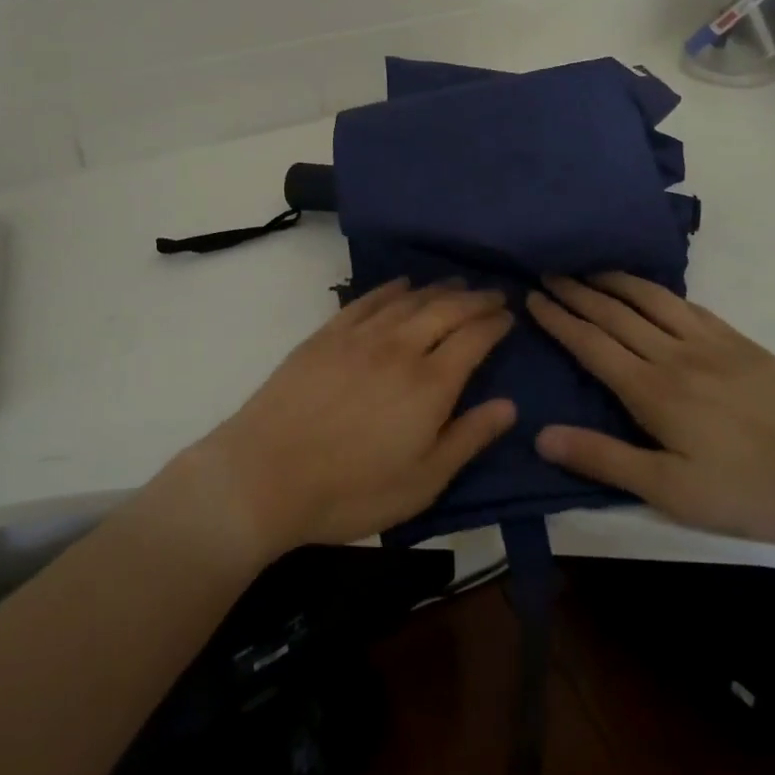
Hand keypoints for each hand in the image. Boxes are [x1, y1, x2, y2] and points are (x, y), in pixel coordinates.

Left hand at [191, 279, 516, 556]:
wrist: (264, 475)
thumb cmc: (350, 490)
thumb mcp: (422, 482)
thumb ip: (468, 439)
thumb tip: (510, 406)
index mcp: (430, 384)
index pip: (474, 338)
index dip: (495, 323)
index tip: (509, 315)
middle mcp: (400, 348)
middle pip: (446, 310)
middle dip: (475, 299)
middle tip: (493, 293)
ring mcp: (360, 336)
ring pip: (409, 299)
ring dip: (438, 289)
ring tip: (457, 284)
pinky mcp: (327, 335)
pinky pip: (368, 300)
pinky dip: (390, 289)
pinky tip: (401, 285)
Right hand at [527, 274, 774, 552]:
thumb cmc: (748, 489)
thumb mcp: (670, 490)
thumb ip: (604, 459)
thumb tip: (541, 434)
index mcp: (651, 389)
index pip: (592, 344)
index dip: (559, 319)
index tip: (533, 296)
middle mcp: (674, 354)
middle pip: (615, 314)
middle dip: (578, 292)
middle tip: (550, 271)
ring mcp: (710, 343)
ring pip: (651, 300)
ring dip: (615, 281)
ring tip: (591, 268)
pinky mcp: (739, 343)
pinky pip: (688, 304)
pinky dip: (659, 290)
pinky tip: (653, 290)